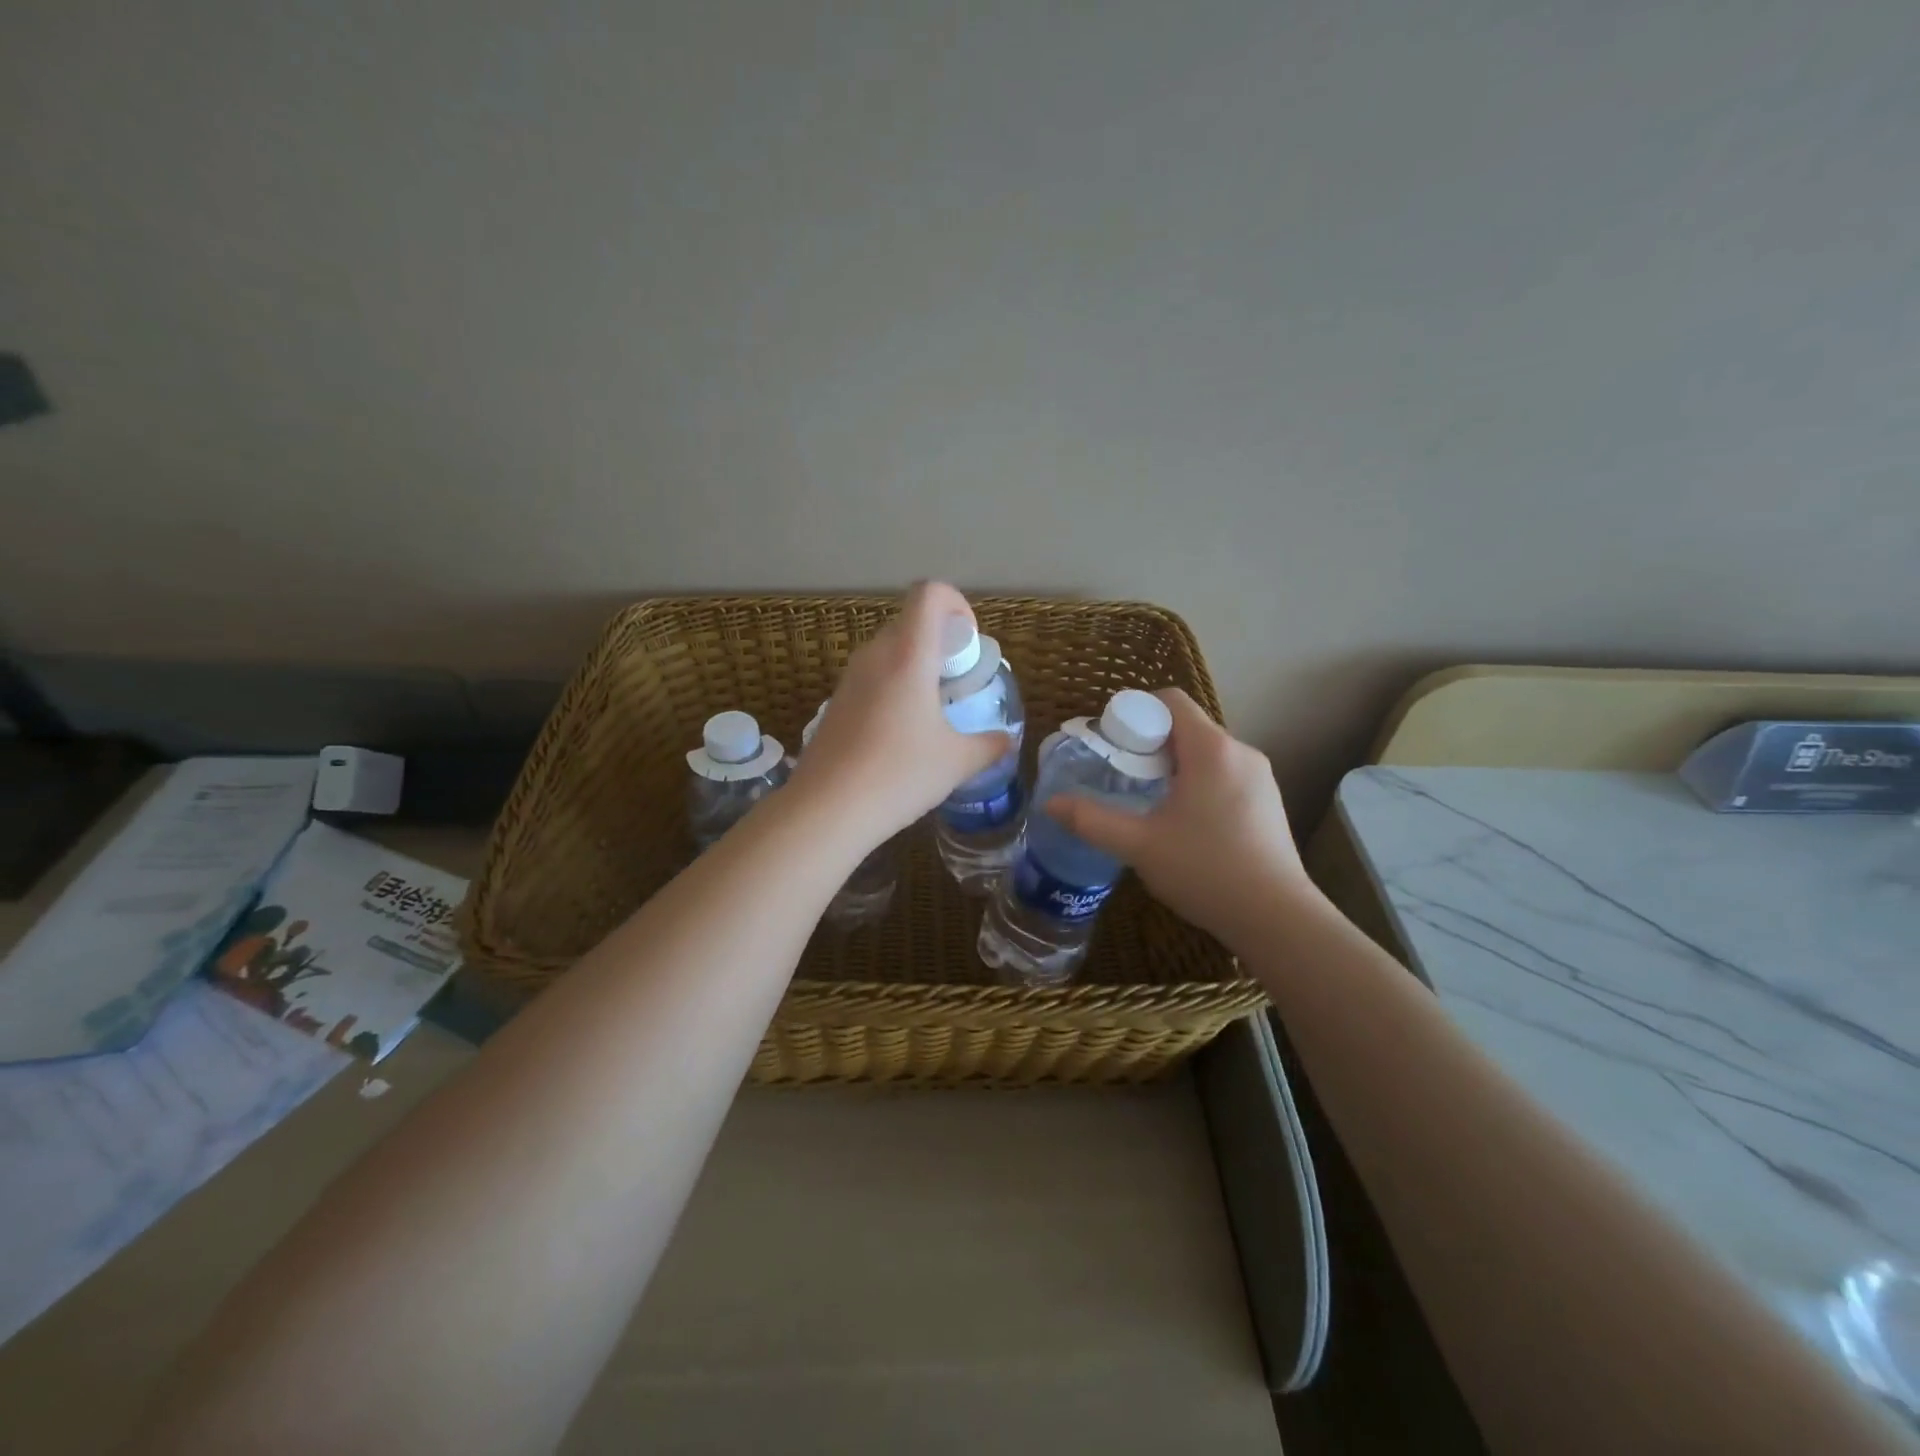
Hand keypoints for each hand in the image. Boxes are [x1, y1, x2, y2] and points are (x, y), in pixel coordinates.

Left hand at [788, 581, 1010, 843]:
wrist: (826, 810)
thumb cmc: (899, 775)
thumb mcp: (957, 762)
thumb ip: (989, 745)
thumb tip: (1006, 740)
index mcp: (908, 654)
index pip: (929, 593)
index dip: (956, 604)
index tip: (968, 644)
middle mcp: (874, 655)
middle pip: (910, 622)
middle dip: (939, 642)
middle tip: (957, 682)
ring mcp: (849, 678)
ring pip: (888, 651)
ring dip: (915, 666)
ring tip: (932, 711)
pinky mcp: (834, 703)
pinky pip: (871, 678)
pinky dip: (892, 688)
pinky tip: (900, 735)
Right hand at [1045, 688, 1313, 948]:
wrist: (1277, 918)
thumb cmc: (1205, 870)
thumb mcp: (1139, 845)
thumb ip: (1091, 820)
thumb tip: (1049, 804)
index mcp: (1211, 749)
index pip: (1171, 700)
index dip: (1136, 712)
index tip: (1113, 744)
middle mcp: (1241, 751)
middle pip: (1187, 726)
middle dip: (1150, 743)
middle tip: (1121, 776)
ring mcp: (1261, 777)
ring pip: (1206, 752)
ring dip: (1174, 765)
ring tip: (1149, 801)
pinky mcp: (1270, 801)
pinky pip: (1225, 773)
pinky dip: (1199, 782)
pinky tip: (1185, 822)